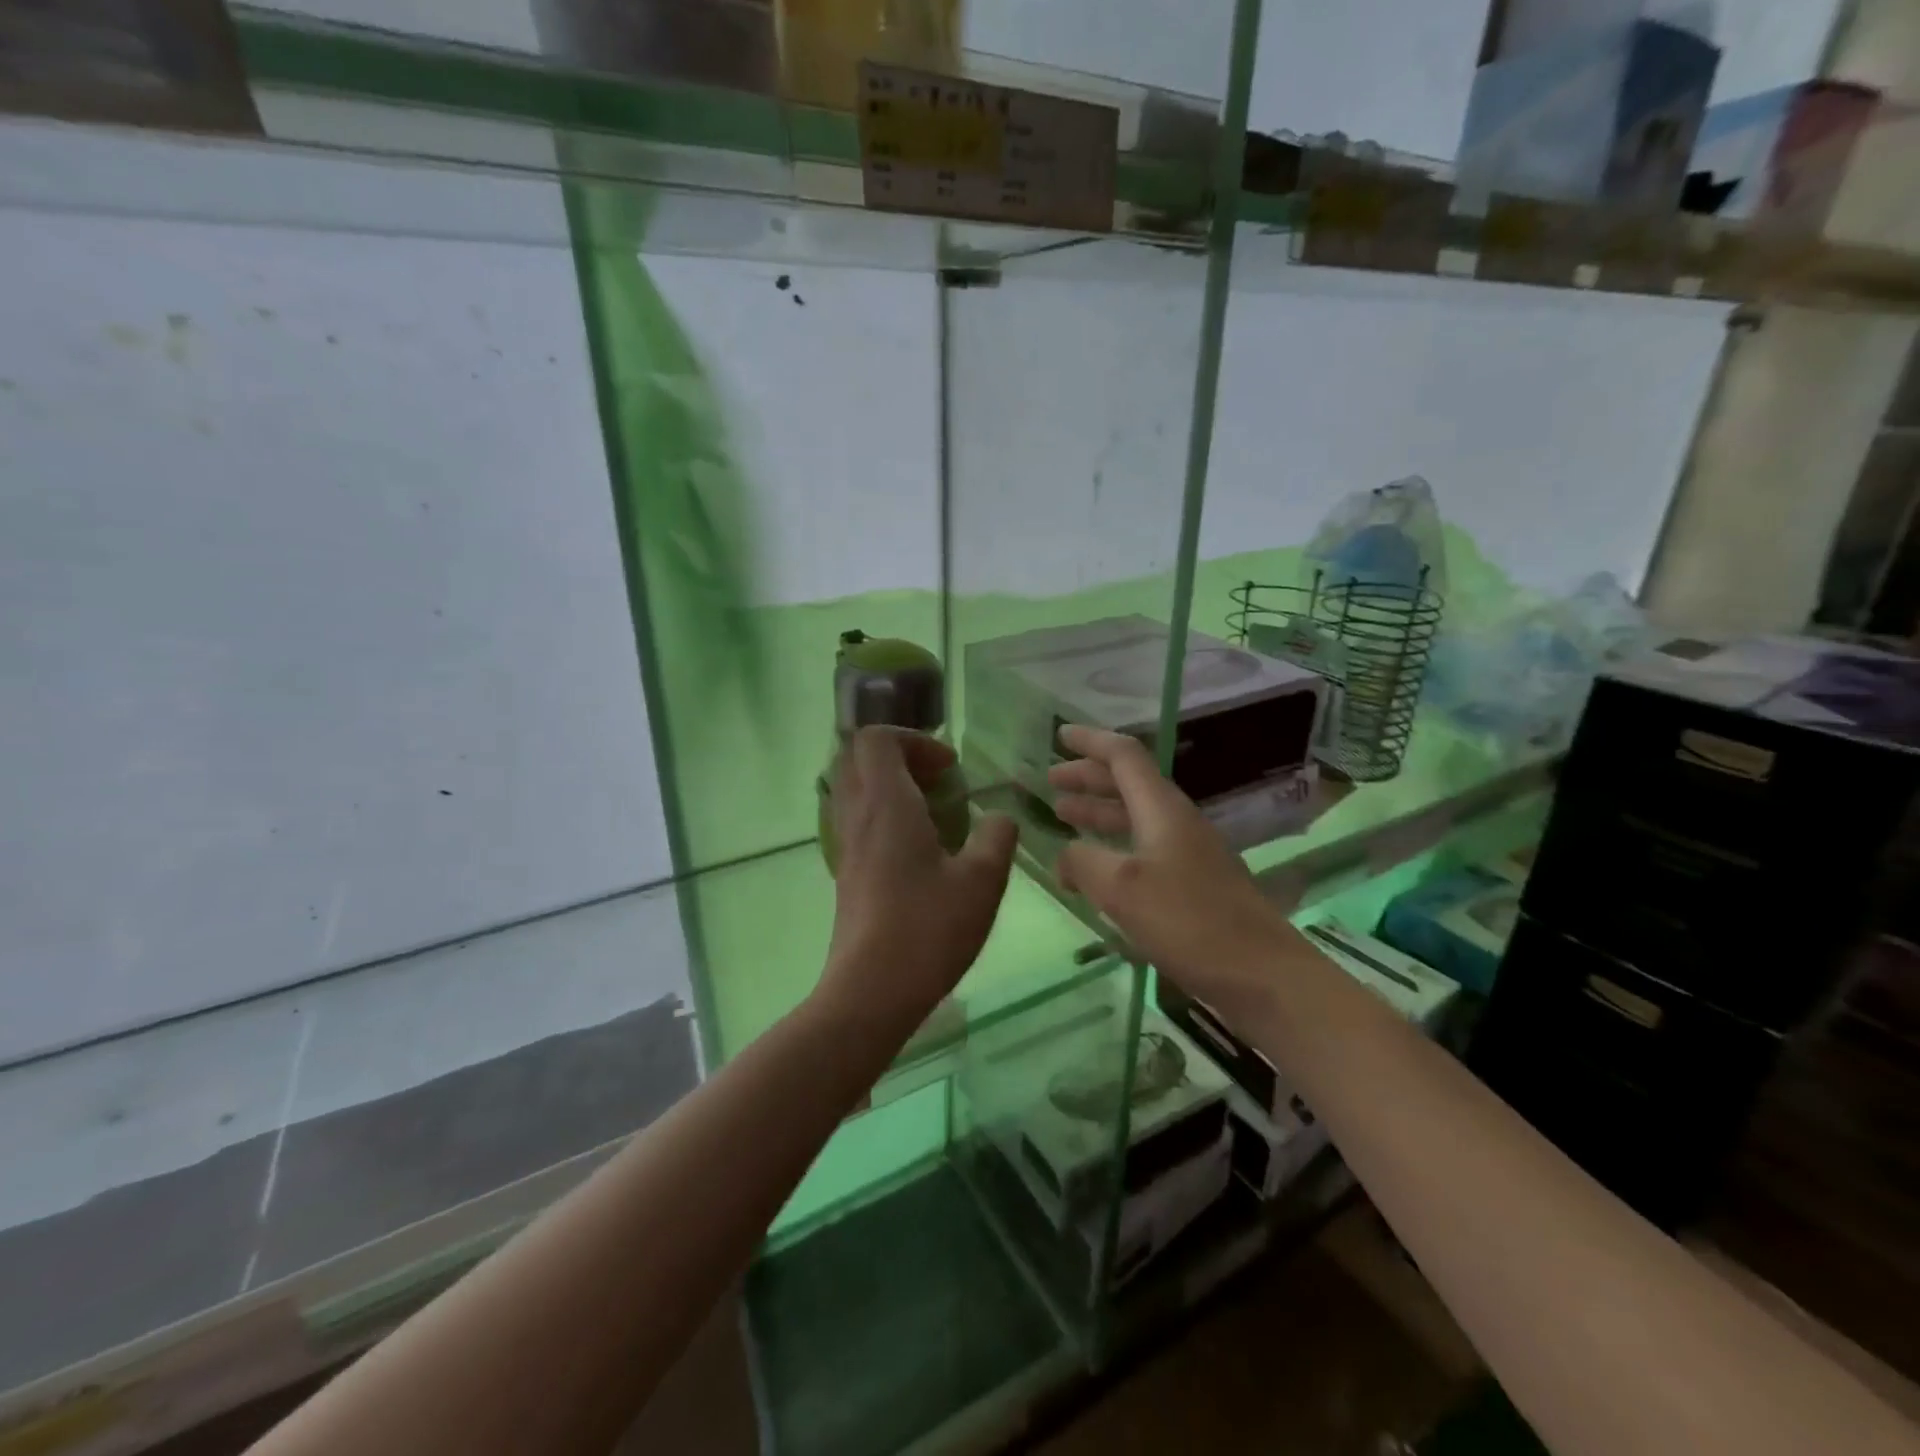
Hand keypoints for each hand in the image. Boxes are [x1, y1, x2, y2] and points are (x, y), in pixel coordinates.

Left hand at [821, 727, 1017, 1035]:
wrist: (871, 992)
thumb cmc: (928, 930)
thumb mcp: (982, 881)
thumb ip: (996, 838)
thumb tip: (1000, 818)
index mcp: (887, 805)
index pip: (877, 739)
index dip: (915, 739)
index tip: (949, 769)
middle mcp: (858, 817)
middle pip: (859, 758)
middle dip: (901, 757)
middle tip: (940, 782)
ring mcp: (845, 846)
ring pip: (855, 790)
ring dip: (891, 786)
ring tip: (934, 814)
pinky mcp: (845, 874)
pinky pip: (857, 821)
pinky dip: (884, 816)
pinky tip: (919, 851)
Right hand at [1049, 724, 1300, 1019]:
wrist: (1261, 974)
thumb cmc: (1189, 921)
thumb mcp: (1122, 888)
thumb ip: (1083, 862)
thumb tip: (1065, 856)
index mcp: (1162, 809)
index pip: (1124, 756)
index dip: (1090, 742)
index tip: (1059, 734)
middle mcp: (1176, 822)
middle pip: (1129, 784)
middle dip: (1088, 777)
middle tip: (1051, 781)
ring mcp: (1188, 854)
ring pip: (1135, 817)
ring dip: (1098, 811)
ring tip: (1064, 815)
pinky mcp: (1193, 885)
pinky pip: (1143, 849)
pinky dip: (1113, 845)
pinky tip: (1097, 867)